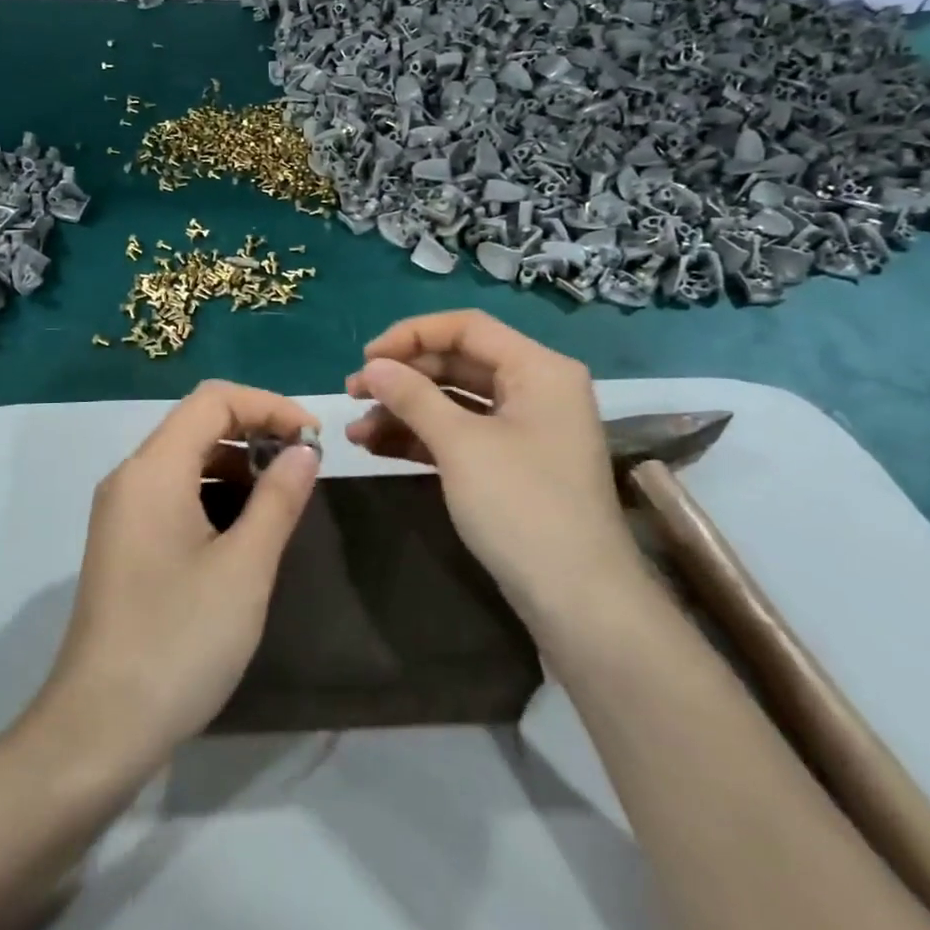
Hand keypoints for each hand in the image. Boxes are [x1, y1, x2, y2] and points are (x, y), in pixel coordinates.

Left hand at [28, 381, 320, 780]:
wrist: (100, 728)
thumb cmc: (179, 641)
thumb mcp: (245, 568)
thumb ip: (278, 499)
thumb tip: (304, 450)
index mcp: (153, 470)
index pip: (213, 400)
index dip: (269, 405)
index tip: (314, 438)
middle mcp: (130, 477)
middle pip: (196, 423)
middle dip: (255, 431)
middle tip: (304, 465)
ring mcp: (121, 511)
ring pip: (185, 458)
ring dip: (236, 463)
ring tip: (281, 496)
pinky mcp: (123, 542)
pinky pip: (172, 492)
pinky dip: (213, 491)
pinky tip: (243, 528)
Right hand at [344, 310, 643, 626]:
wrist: (578, 601)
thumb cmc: (522, 506)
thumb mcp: (461, 445)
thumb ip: (413, 397)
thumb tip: (372, 366)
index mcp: (538, 369)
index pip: (466, 328)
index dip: (411, 336)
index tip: (365, 358)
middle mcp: (534, 389)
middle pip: (457, 364)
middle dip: (402, 377)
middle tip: (352, 393)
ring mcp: (523, 430)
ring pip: (453, 403)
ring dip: (403, 411)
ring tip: (355, 430)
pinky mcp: (509, 465)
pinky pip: (459, 435)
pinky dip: (420, 438)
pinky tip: (376, 448)